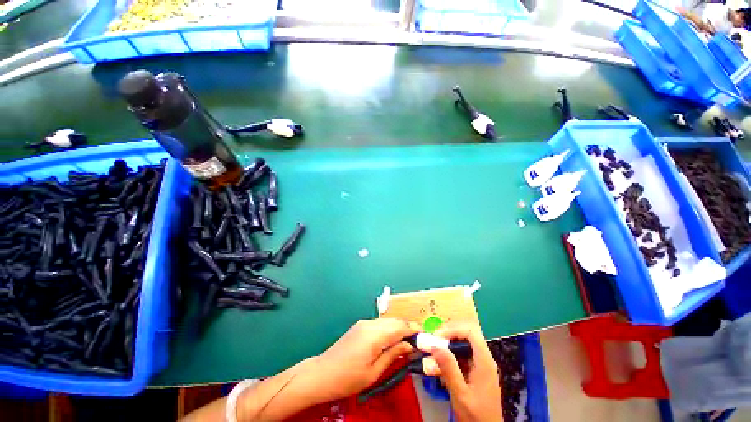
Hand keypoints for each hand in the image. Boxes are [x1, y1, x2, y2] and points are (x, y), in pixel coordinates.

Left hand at [307, 318, 418, 402]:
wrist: (322, 373)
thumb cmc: (349, 378)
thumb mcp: (374, 372)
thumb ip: (393, 355)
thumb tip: (409, 346)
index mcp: (375, 335)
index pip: (400, 326)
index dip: (414, 329)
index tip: (424, 336)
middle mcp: (370, 324)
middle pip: (394, 320)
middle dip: (407, 327)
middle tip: (418, 340)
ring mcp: (364, 323)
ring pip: (387, 321)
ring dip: (398, 327)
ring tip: (407, 341)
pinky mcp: (360, 326)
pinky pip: (379, 323)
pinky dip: (389, 329)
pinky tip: (392, 339)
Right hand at [426, 322, 502, 421]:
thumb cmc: (476, 416)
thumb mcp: (460, 394)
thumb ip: (449, 369)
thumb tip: (435, 346)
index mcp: (484, 362)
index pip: (471, 333)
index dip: (453, 330)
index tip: (437, 336)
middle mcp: (484, 360)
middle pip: (466, 337)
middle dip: (448, 336)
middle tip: (432, 341)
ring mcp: (480, 366)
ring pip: (463, 346)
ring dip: (447, 346)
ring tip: (432, 351)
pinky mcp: (475, 373)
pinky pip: (461, 358)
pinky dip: (449, 357)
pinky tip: (438, 365)